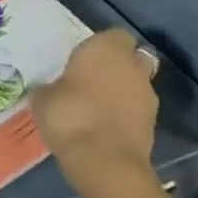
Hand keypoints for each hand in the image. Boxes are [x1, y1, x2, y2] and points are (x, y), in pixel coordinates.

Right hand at [31, 30, 168, 197]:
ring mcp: (147, 96)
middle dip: (119, 67)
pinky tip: (106, 128)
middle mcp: (132, 66)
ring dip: (124, 93)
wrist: (104, 163)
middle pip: (133, 58)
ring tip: (99, 109)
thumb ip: (51, 87)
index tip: (85, 59)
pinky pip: (138, 111)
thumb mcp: (44, 98)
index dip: (102, 46)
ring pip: (137, 85)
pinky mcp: (154, 125)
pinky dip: (127, 116)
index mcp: (106, 48)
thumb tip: (50, 90)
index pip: (115, 35)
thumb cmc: (70, 116)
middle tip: (94, 81)